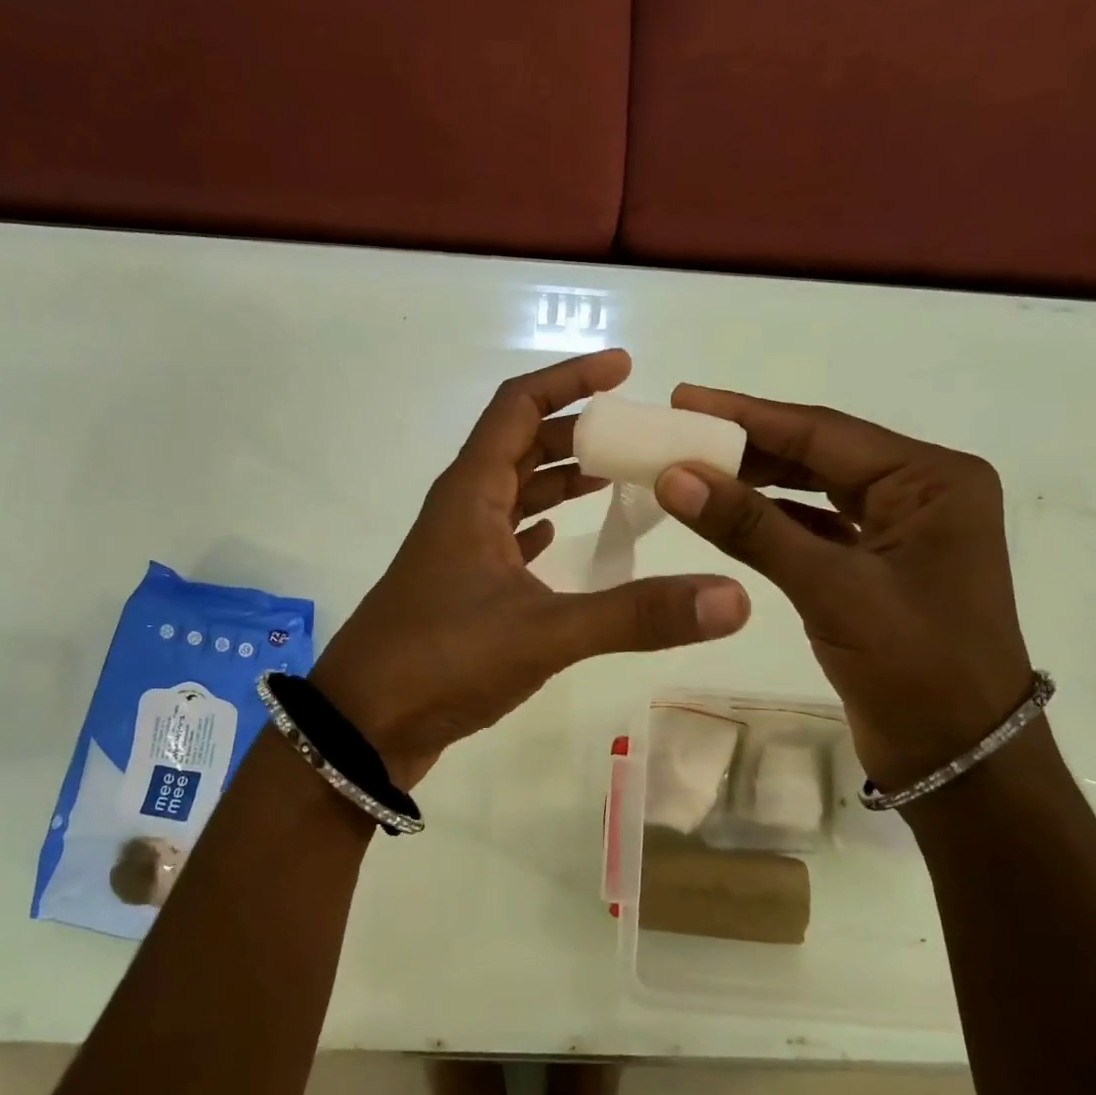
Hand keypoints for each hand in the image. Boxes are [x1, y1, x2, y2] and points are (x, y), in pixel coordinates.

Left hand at [311, 351, 750, 788]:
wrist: (362, 727)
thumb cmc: (442, 660)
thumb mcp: (545, 633)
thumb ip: (637, 616)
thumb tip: (733, 599)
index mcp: (472, 493)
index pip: (519, 405)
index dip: (570, 378)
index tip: (623, 367)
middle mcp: (461, 510)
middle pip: (519, 444)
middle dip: (574, 429)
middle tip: (634, 433)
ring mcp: (455, 551)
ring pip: (512, 492)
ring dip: (557, 478)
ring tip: (614, 476)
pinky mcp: (457, 589)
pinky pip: (504, 538)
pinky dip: (537, 526)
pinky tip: (561, 538)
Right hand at [653, 386, 1032, 790]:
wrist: (962, 761)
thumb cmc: (915, 668)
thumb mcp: (830, 589)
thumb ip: (751, 527)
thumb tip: (674, 475)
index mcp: (932, 479)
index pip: (823, 432)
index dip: (747, 415)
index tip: (684, 399)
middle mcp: (922, 492)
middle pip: (819, 454)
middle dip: (747, 444)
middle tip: (678, 429)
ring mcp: (902, 530)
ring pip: (815, 489)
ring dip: (756, 481)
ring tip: (691, 465)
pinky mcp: (880, 565)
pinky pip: (817, 526)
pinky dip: (772, 520)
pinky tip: (727, 513)